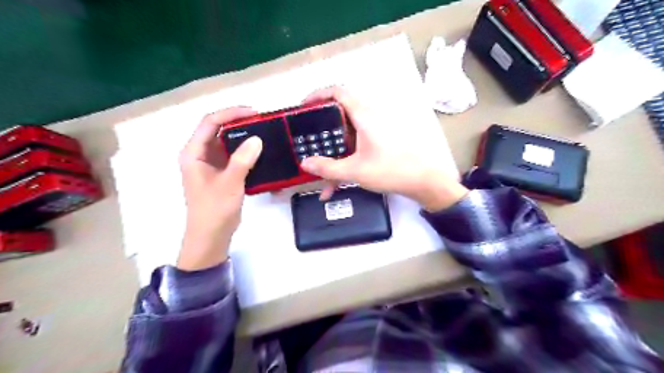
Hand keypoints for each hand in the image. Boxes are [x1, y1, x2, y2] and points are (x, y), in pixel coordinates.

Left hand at [177, 107, 262, 270]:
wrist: (211, 236)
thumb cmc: (214, 210)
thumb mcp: (229, 183)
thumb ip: (242, 160)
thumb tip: (257, 139)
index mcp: (193, 153)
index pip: (210, 123)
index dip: (231, 113)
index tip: (253, 113)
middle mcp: (199, 154)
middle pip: (217, 129)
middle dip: (238, 122)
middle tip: (262, 121)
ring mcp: (210, 164)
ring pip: (226, 142)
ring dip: (243, 136)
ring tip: (263, 132)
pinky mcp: (220, 173)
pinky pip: (233, 155)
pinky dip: (245, 150)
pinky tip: (259, 151)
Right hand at [301, 85, 464, 211]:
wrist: (423, 181)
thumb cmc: (391, 170)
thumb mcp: (355, 171)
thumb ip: (328, 168)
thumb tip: (305, 163)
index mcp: (364, 115)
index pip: (337, 92)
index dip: (317, 95)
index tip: (303, 108)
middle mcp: (370, 117)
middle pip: (340, 112)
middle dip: (322, 127)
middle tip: (308, 138)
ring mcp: (376, 128)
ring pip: (347, 132)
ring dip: (334, 148)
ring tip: (321, 166)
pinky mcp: (381, 140)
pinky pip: (357, 143)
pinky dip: (346, 157)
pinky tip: (337, 182)